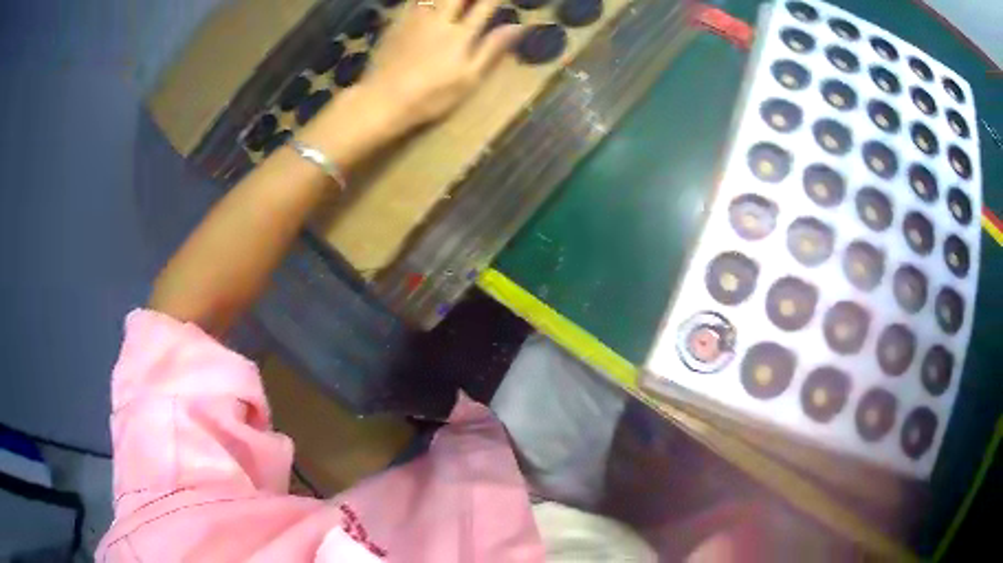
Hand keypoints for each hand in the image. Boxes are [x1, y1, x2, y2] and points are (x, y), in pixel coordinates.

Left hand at [362, 0, 521, 133]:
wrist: (381, 100)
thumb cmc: (430, 96)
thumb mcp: (469, 79)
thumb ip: (492, 48)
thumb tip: (519, 26)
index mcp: (461, 34)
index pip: (485, 4)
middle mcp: (440, 18)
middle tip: (477, 1)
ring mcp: (416, 17)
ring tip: (455, 2)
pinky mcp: (397, 21)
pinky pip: (414, 0)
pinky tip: (430, 2)